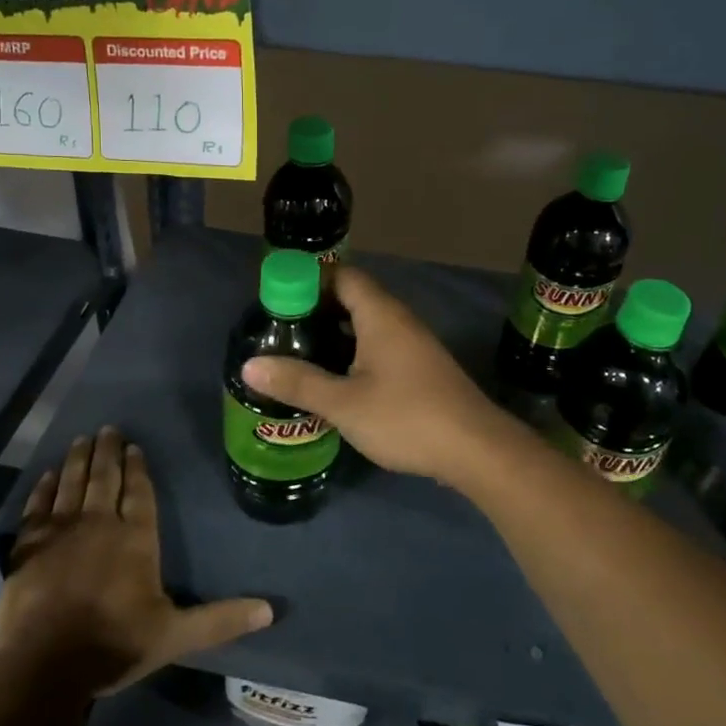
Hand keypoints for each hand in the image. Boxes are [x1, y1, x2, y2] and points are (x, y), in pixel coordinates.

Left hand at [0, 428, 272, 694]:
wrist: (46, 665)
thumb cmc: (115, 645)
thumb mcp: (176, 635)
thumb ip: (220, 619)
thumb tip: (270, 610)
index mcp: (135, 538)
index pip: (139, 491)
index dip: (137, 467)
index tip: (134, 445)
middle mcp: (100, 523)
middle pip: (105, 477)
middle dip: (108, 451)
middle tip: (108, 428)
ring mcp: (61, 531)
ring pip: (71, 483)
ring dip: (77, 460)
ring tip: (81, 439)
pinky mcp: (28, 545)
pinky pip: (37, 507)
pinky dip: (42, 488)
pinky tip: (46, 475)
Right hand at [241, 265, 524, 485]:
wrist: (476, 450)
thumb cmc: (406, 417)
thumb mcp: (344, 403)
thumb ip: (298, 383)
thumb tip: (249, 366)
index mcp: (381, 315)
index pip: (342, 276)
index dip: (309, 282)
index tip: (278, 301)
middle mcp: (399, 320)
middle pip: (353, 298)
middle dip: (317, 310)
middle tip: (282, 331)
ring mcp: (414, 344)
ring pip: (368, 325)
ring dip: (336, 334)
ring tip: (301, 354)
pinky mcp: (421, 369)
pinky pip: (380, 346)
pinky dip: (355, 353)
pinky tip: (337, 380)